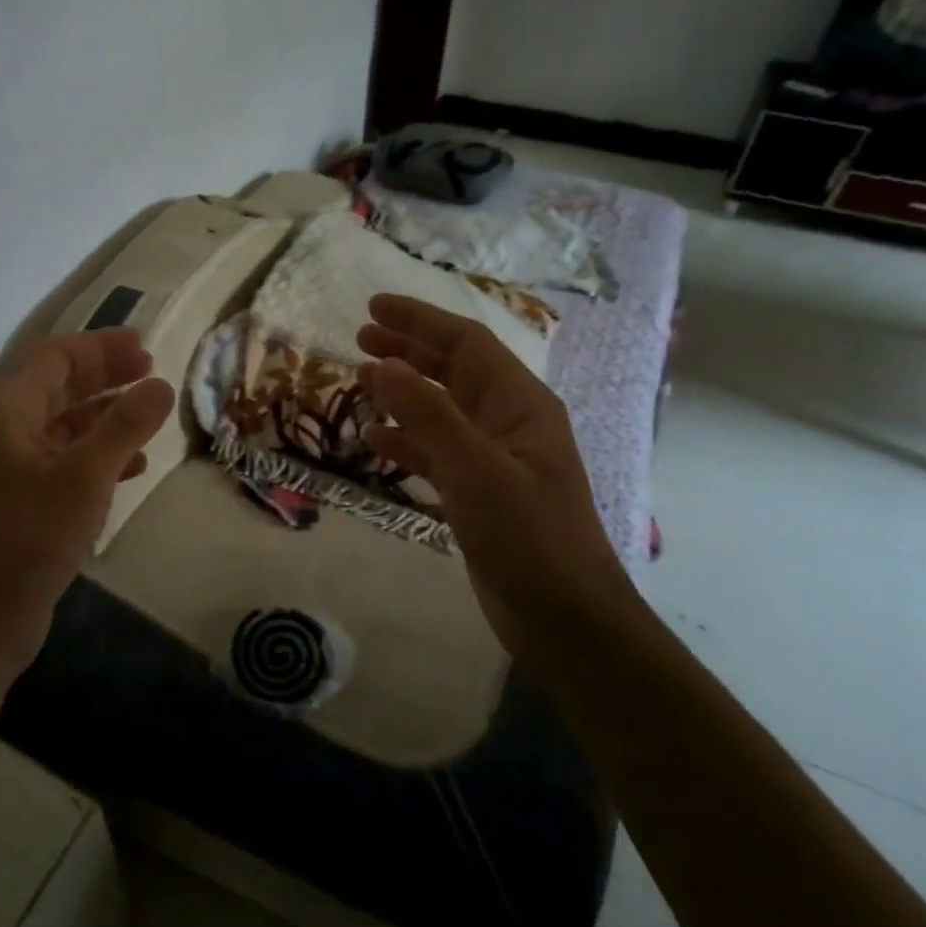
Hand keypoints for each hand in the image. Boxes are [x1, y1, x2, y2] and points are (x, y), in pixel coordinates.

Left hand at [0, 328, 174, 677]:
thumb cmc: (25, 535)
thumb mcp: (83, 475)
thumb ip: (124, 426)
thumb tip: (161, 385)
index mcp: (8, 410)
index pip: (55, 358)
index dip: (100, 347)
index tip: (144, 346)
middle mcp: (7, 432)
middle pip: (60, 388)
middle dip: (105, 376)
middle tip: (151, 371)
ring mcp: (14, 470)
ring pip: (67, 428)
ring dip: (107, 417)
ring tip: (149, 415)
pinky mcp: (25, 505)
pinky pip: (68, 465)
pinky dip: (101, 458)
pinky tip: (133, 466)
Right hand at [357, 294, 636, 650]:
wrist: (565, 618)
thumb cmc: (528, 537)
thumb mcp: (476, 470)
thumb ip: (428, 415)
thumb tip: (383, 364)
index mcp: (520, 404)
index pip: (466, 343)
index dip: (419, 320)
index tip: (373, 307)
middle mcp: (508, 422)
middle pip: (453, 370)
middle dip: (409, 349)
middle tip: (361, 338)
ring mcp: (493, 459)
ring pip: (441, 409)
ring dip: (403, 392)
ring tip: (360, 379)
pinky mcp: (478, 492)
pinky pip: (436, 451)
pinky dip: (406, 439)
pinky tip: (375, 438)